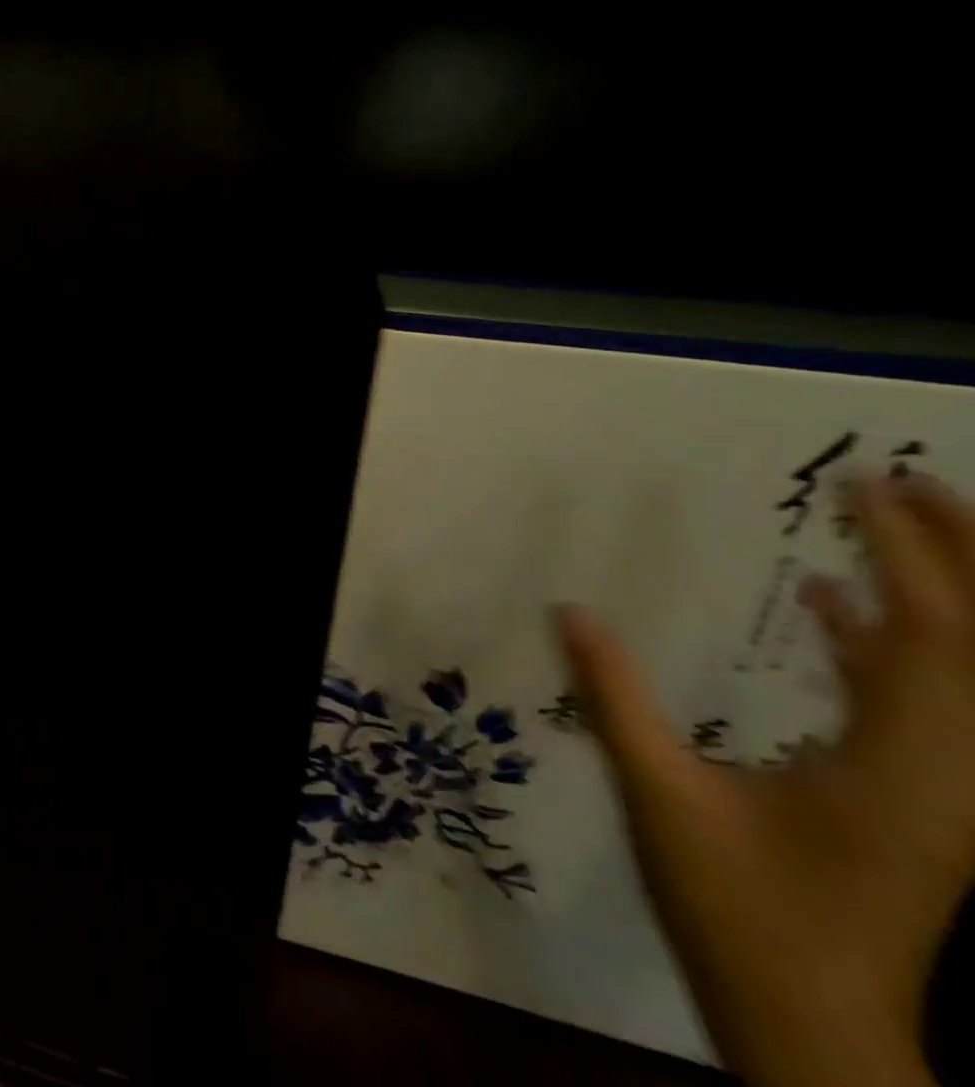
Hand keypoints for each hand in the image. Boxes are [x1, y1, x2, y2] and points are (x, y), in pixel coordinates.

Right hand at [561, 475, 974, 1086]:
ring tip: (891, 520)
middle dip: (956, 558)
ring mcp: (947, 791)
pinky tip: (832, 604)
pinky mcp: (918, 798)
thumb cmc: (737, 908)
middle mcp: (958, 775)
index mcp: (910, 771)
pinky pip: (919, 700)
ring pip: (965, 672)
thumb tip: (568, 610)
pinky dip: (887, 641)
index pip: (932, 641)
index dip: (907, 557)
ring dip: (936, 591)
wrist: (811, 1023)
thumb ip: (617, 698)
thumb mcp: (660, 795)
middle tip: (909, 479)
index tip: (867, 487)